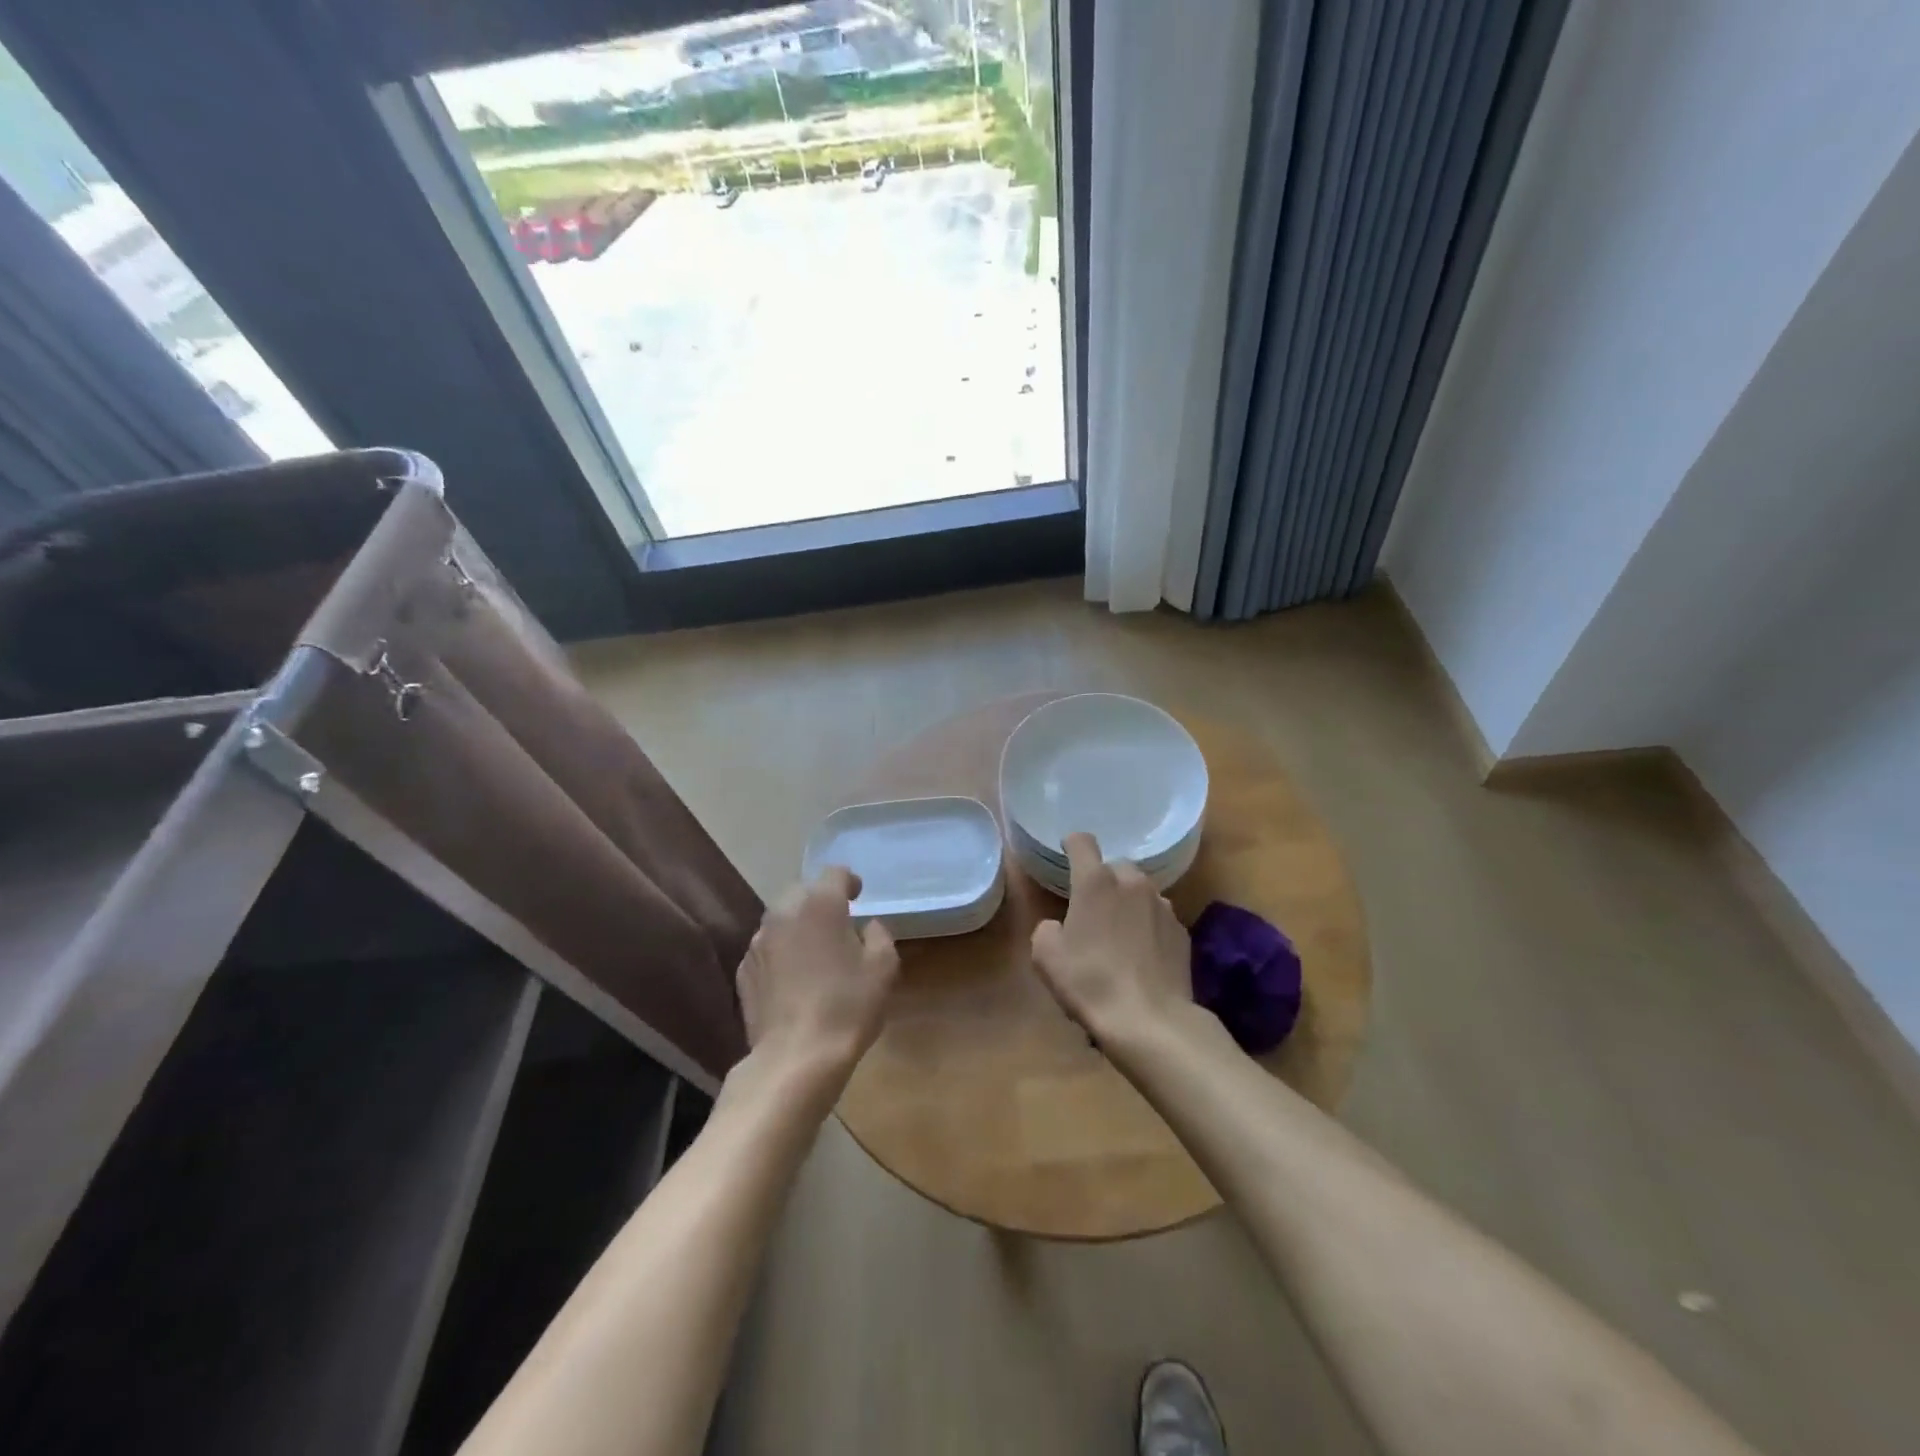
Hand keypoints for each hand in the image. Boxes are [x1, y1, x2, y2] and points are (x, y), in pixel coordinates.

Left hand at [736, 867, 898, 1081]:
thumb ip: (879, 935)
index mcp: (820, 904)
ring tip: (815, 952)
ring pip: (781, 920)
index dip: (849, 881)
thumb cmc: (847, 1007)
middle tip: (838, 924)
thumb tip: (866, 928)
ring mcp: (758, 943)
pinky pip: (767, 949)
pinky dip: (781, 954)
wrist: (795, 1058)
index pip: (834, 873)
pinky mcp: (744, 971)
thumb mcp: (883, 968)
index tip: (858, 896)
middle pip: (802, 892)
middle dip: (820, 901)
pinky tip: (794, 979)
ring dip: (798, 927)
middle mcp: (783, 913)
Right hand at [1030, 833, 1191, 1044]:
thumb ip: (1048, 928)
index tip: (1066, 855)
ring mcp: (1163, 906)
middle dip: (1103, 881)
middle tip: (1093, 910)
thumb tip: (1060, 927)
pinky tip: (1142, 956)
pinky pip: (1159, 918)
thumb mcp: (1046, 956)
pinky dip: (1148, 927)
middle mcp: (1133, 883)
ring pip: (1141, 892)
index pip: (1082, 842)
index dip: (1071, 845)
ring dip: (1128, 903)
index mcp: (1096, 882)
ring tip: (1120, 936)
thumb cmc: (1090, 982)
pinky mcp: (1182, 932)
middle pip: (1115, 867)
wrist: (1150, 1021)